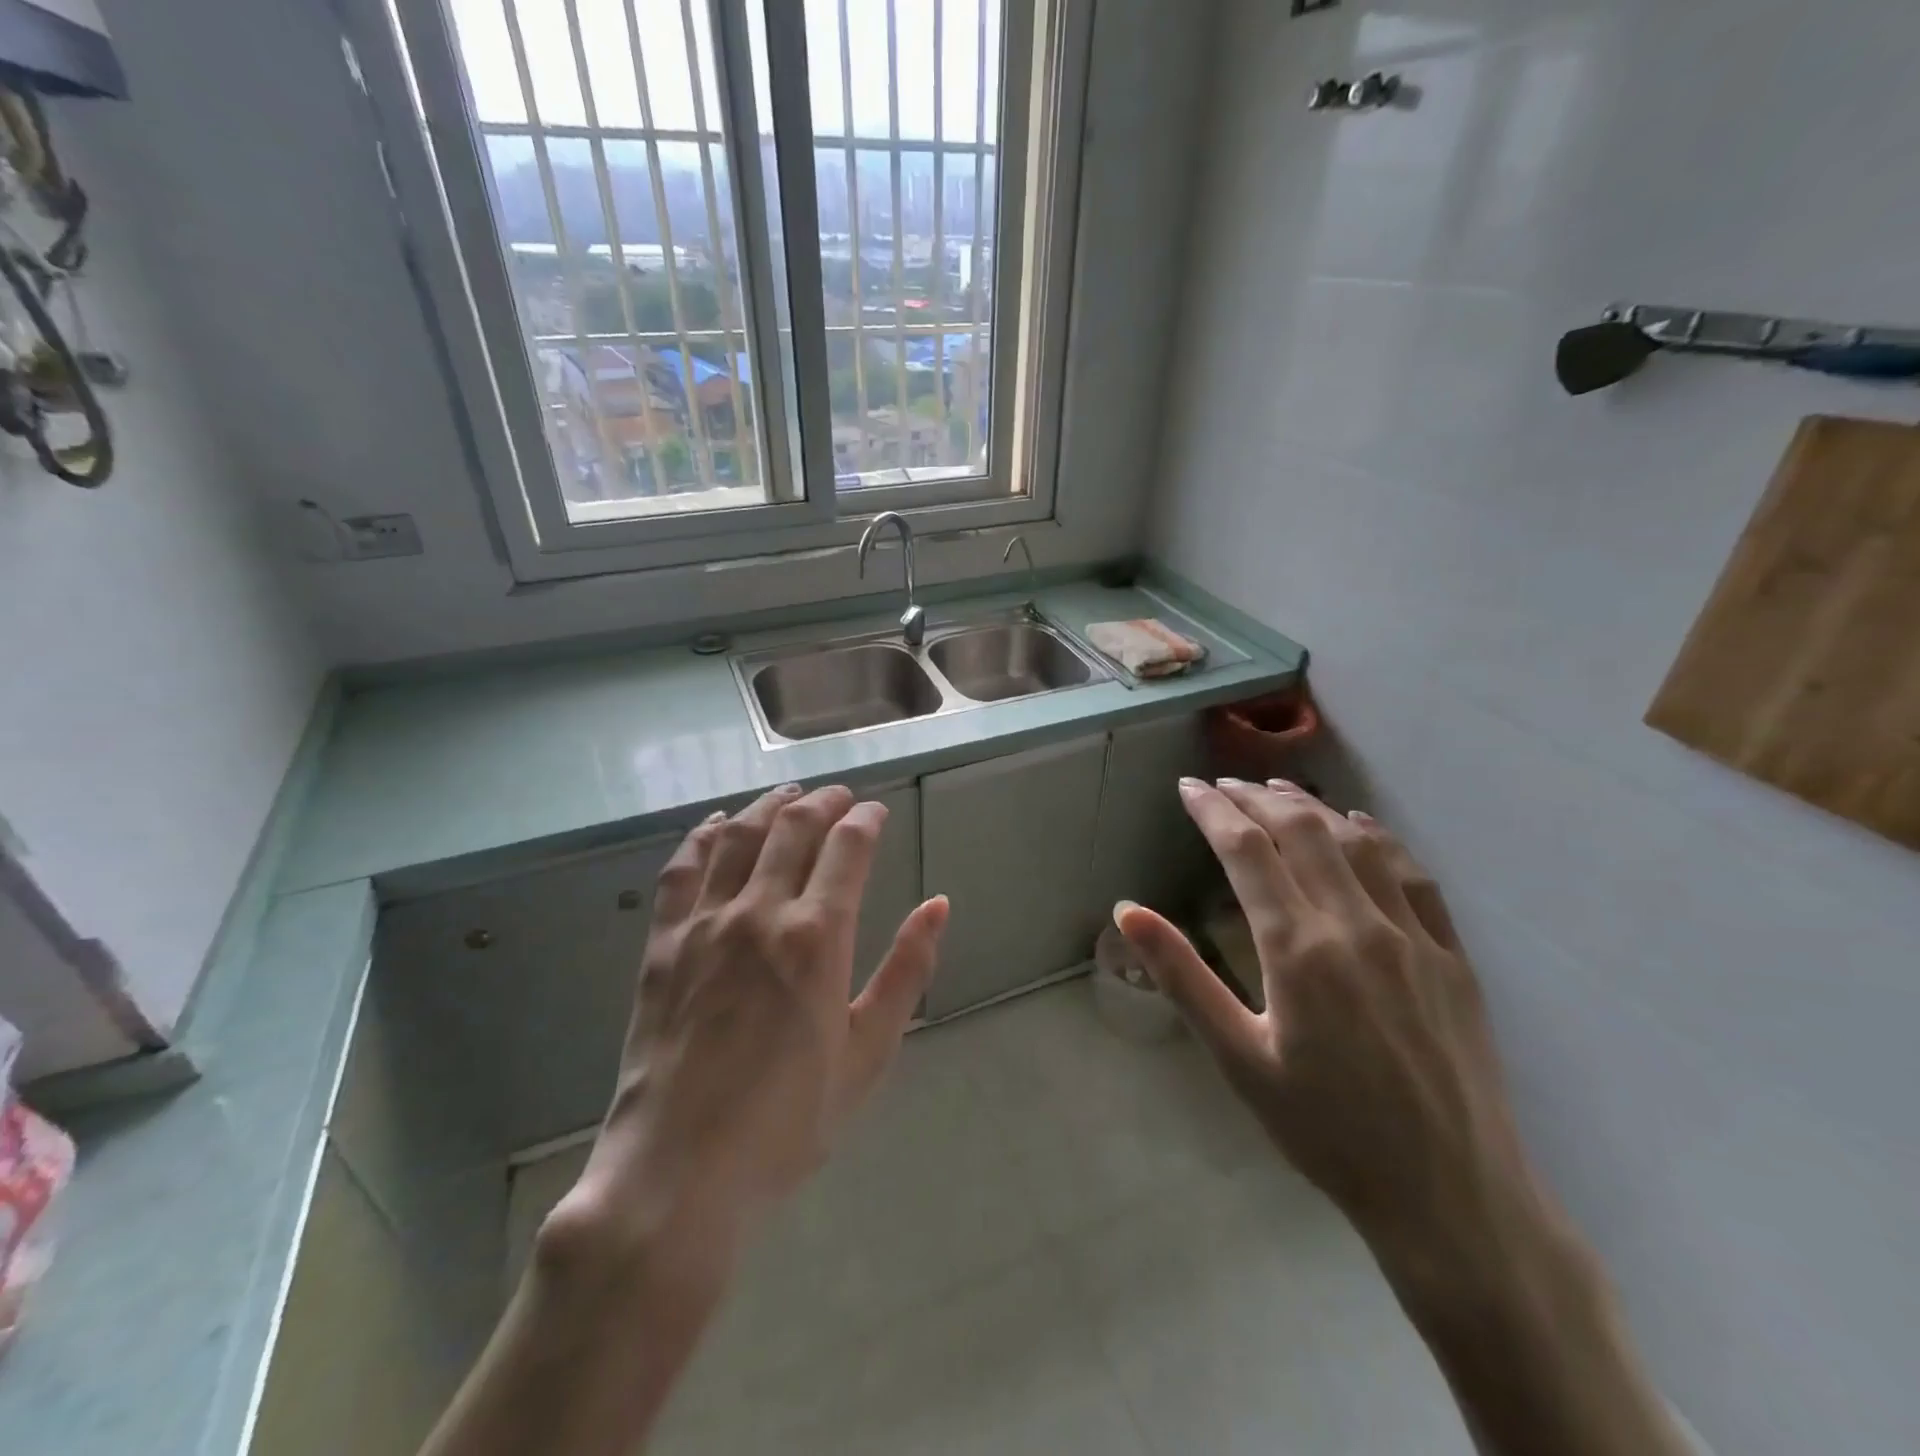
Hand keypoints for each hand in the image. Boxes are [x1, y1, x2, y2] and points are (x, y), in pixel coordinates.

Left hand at [548, 783, 949, 1284]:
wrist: (679, 1175)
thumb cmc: (789, 1123)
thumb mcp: (869, 1053)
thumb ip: (906, 971)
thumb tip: (938, 904)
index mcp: (818, 937)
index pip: (847, 847)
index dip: (865, 819)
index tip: (875, 812)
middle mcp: (760, 913)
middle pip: (794, 828)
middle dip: (824, 802)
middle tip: (840, 796)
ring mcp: (704, 924)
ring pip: (740, 836)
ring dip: (770, 806)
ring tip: (790, 795)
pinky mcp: (662, 944)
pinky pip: (682, 869)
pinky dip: (704, 836)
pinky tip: (719, 824)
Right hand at [1115, 778, 1564, 1298]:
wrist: (1450, 1196)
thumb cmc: (1325, 1130)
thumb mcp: (1238, 1057)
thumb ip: (1182, 976)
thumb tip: (1127, 912)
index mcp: (1298, 948)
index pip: (1246, 850)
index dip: (1213, 810)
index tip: (1188, 788)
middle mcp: (1355, 924)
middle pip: (1301, 830)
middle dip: (1255, 797)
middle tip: (1223, 784)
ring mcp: (1411, 935)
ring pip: (1356, 841)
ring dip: (1311, 806)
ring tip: (1277, 789)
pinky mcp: (1451, 954)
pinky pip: (1412, 874)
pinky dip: (1378, 837)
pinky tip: (1359, 825)